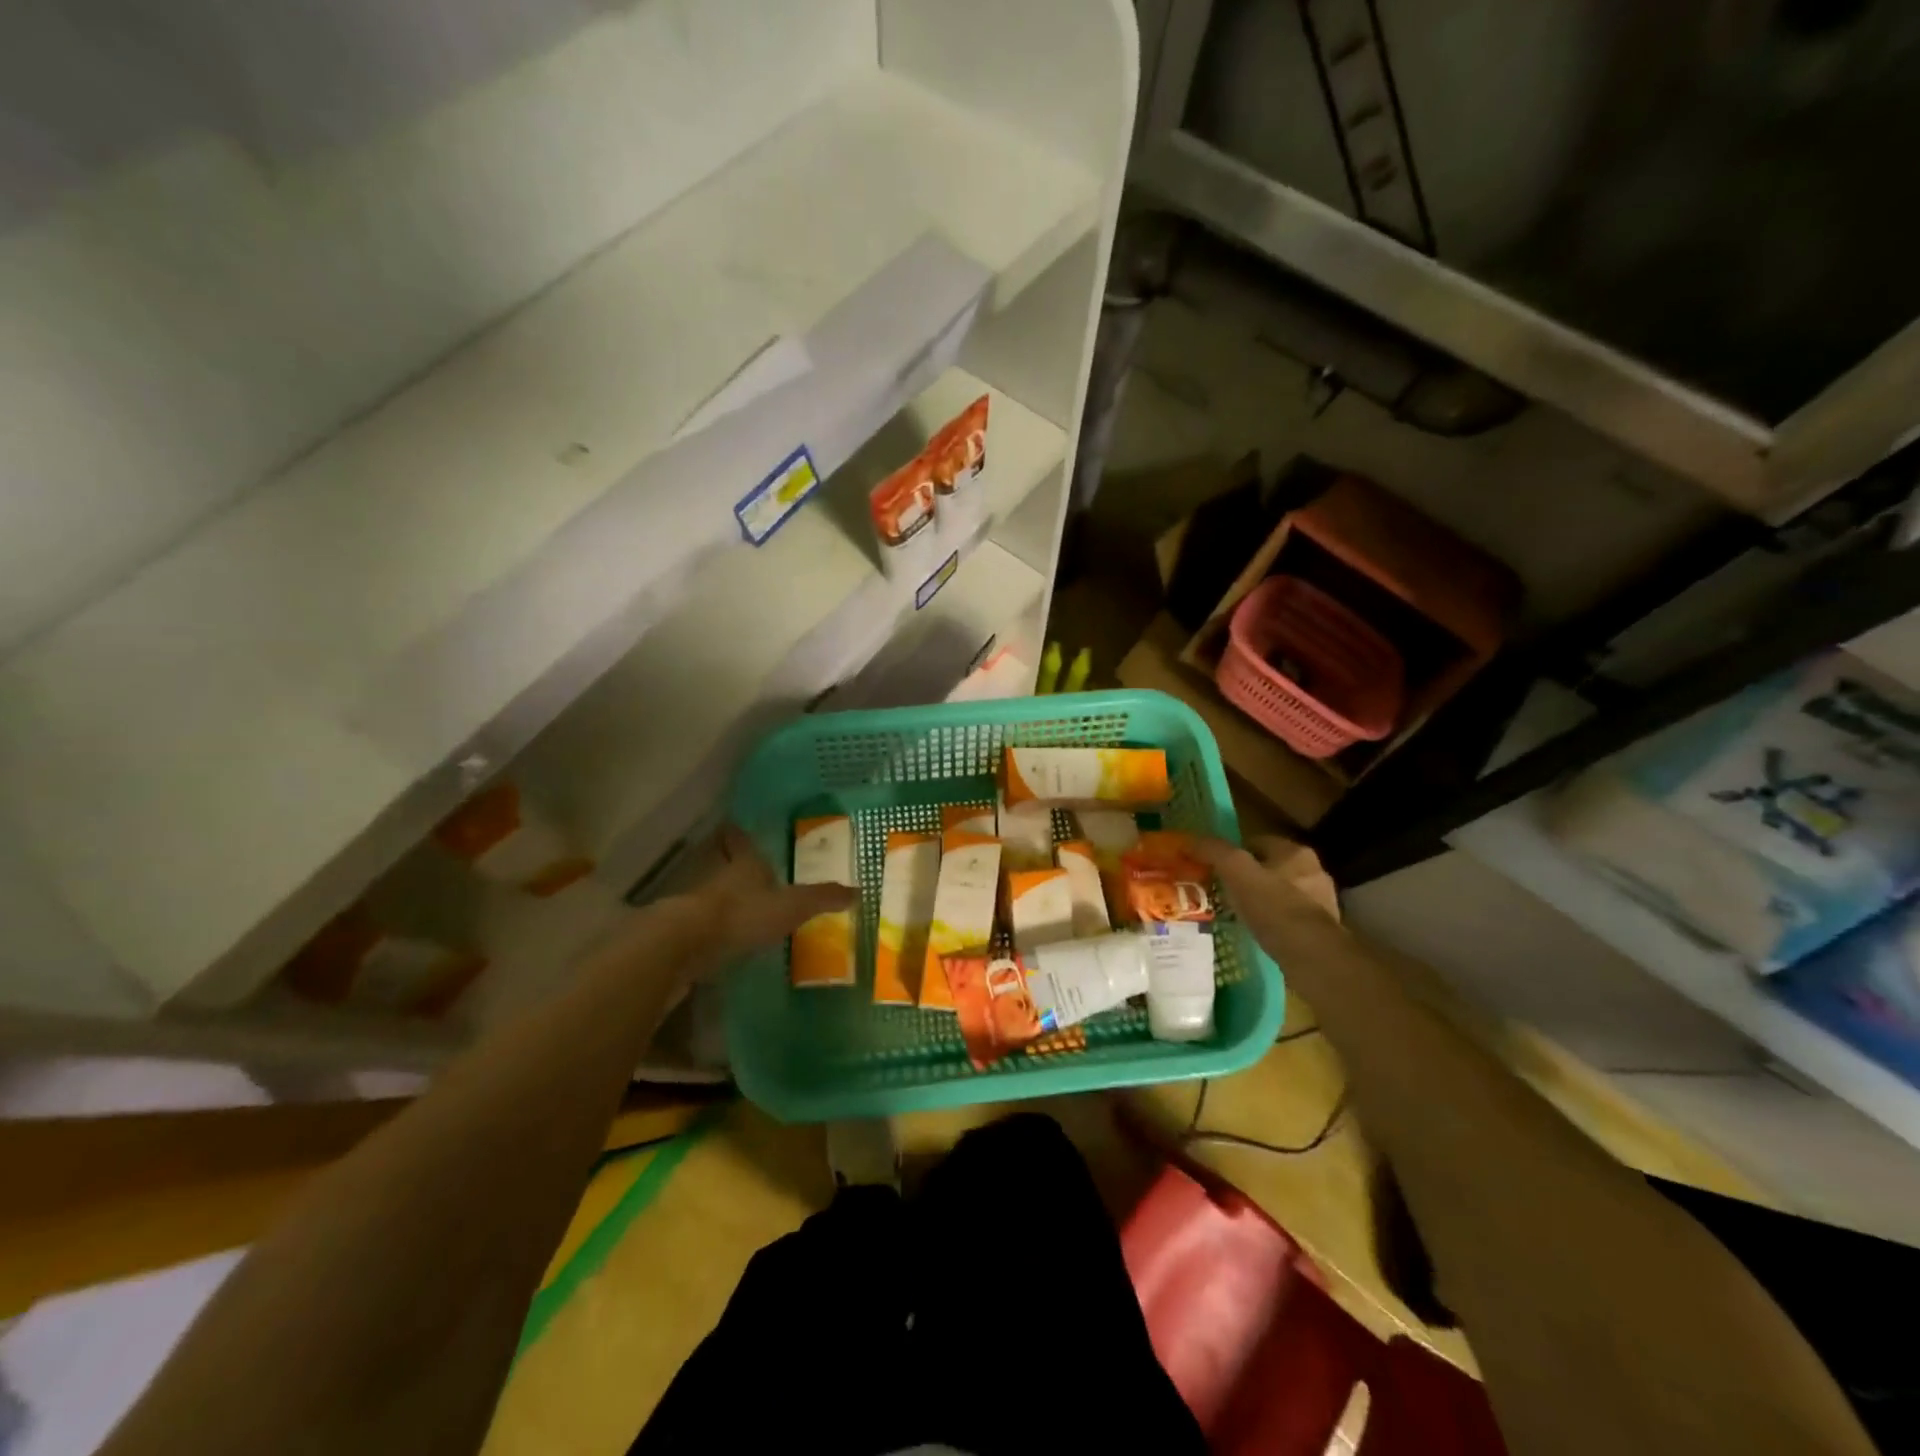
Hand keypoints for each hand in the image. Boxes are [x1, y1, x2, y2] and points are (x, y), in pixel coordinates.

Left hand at [695, 826, 855, 958]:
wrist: (691, 943)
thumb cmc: (744, 913)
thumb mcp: (793, 905)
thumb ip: (822, 898)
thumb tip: (858, 891)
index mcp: (746, 864)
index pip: (741, 841)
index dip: (739, 835)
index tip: (734, 825)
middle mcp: (721, 877)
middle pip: (723, 863)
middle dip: (729, 860)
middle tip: (737, 860)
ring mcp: (701, 904)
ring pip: (713, 890)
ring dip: (723, 892)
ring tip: (738, 899)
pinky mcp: (690, 931)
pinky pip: (706, 921)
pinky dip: (716, 923)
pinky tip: (725, 934)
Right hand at [1196, 835, 1342, 959]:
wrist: (1311, 956)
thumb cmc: (1273, 907)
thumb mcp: (1236, 872)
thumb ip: (1214, 851)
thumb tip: (1189, 840)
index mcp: (1295, 851)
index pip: (1256, 842)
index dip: (1233, 854)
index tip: (1216, 870)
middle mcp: (1314, 870)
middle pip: (1271, 867)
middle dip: (1250, 877)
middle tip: (1226, 892)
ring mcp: (1322, 901)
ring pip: (1281, 892)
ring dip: (1264, 900)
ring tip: (1240, 914)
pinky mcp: (1323, 928)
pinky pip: (1291, 917)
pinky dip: (1276, 921)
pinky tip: (1261, 932)